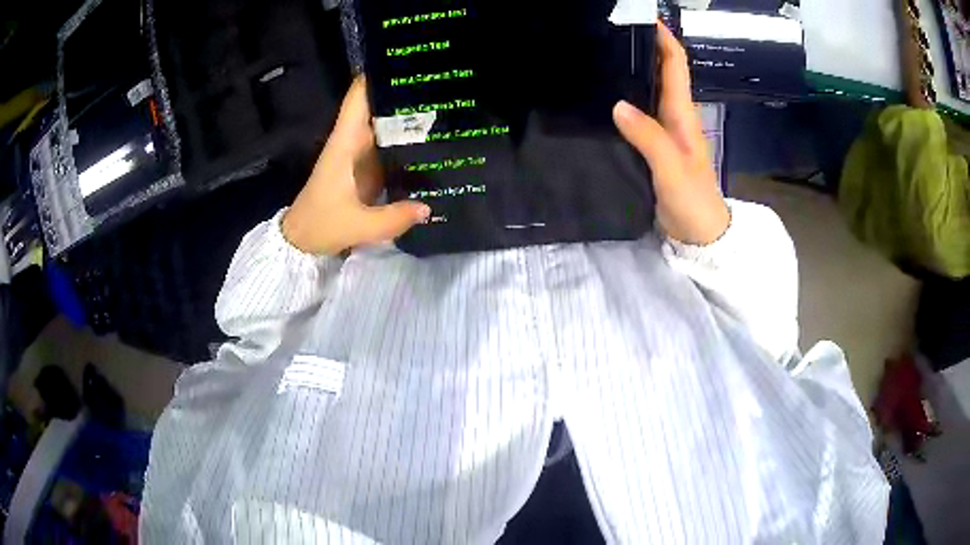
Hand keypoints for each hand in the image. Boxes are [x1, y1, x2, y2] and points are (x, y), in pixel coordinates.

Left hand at [282, 77, 429, 254]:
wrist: (301, 240)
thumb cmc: (321, 224)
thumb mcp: (357, 225)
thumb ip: (393, 218)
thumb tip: (429, 208)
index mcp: (346, 142)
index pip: (359, 97)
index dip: (378, 74)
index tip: (407, 61)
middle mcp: (354, 141)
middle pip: (379, 106)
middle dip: (406, 95)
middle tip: (444, 86)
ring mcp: (361, 154)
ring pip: (387, 125)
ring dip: (410, 118)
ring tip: (448, 109)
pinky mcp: (367, 169)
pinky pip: (390, 147)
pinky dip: (407, 143)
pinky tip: (433, 143)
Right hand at [612, 22, 729, 244]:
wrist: (698, 234)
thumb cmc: (693, 201)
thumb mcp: (672, 168)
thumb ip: (648, 137)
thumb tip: (617, 104)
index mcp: (683, 114)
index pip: (675, 65)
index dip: (664, 39)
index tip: (644, 18)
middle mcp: (674, 116)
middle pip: (660, 72)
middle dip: (642, 48)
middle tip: (610, 35)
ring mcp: (664, 132)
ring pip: (648, 91)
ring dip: (632, 72)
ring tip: (601, 57)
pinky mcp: (653, 147)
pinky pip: (638, 115)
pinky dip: (625, 100)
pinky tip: (605, 98)